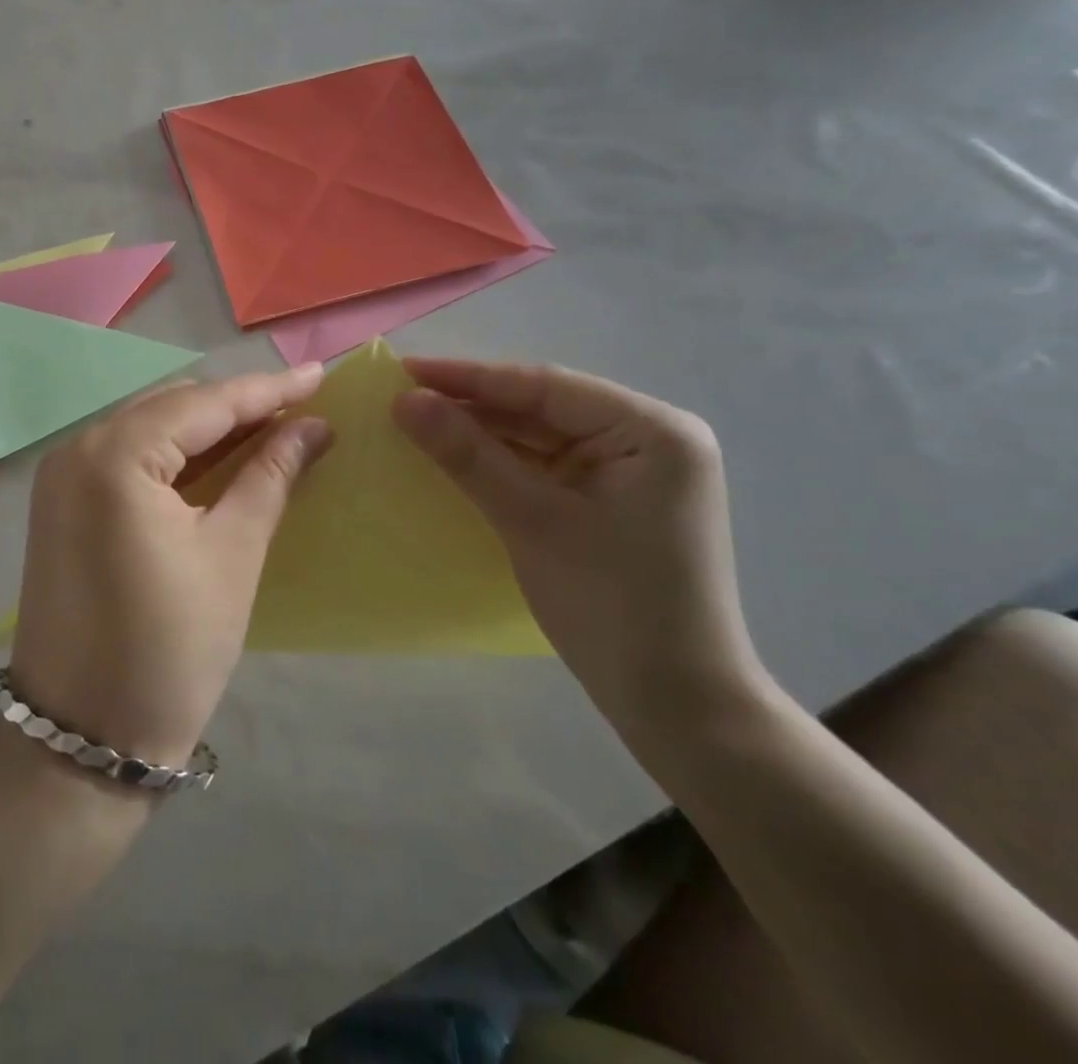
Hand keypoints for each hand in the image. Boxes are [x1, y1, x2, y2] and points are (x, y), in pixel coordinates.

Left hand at [11, 367, 332, 767]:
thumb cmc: (170, 648)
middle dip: (238, 404)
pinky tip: (220, 458)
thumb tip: (312, 426)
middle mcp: (77, 449)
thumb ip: (270, 475)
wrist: (83, 737)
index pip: (204, 403)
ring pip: (149, 427)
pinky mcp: (62, 503)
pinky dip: (176, 453)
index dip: (267, 389)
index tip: (320, 376)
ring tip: (272, 427)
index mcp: (114, 456)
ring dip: (208, 427)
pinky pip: (128, 456)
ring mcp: (62, 476)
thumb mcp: (233, 553)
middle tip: (301, 409)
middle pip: (172, 406)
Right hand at [393, 359, 763, 734]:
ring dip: (481, 433)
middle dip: (472, 405)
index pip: (544, 386)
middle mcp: (646, 438)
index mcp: (651, 429)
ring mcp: (629, 471)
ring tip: (415, 420)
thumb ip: (468, 454)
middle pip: (542, 407)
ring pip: (539, 436)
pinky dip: (500, 463)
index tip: (404, 370)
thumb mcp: (532, 521)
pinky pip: (545, 467)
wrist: (676, 707)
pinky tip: (453, 455)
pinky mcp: (610, 500)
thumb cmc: (612, 605)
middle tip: (401, 396)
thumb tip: (405, 400)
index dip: (469, 377)